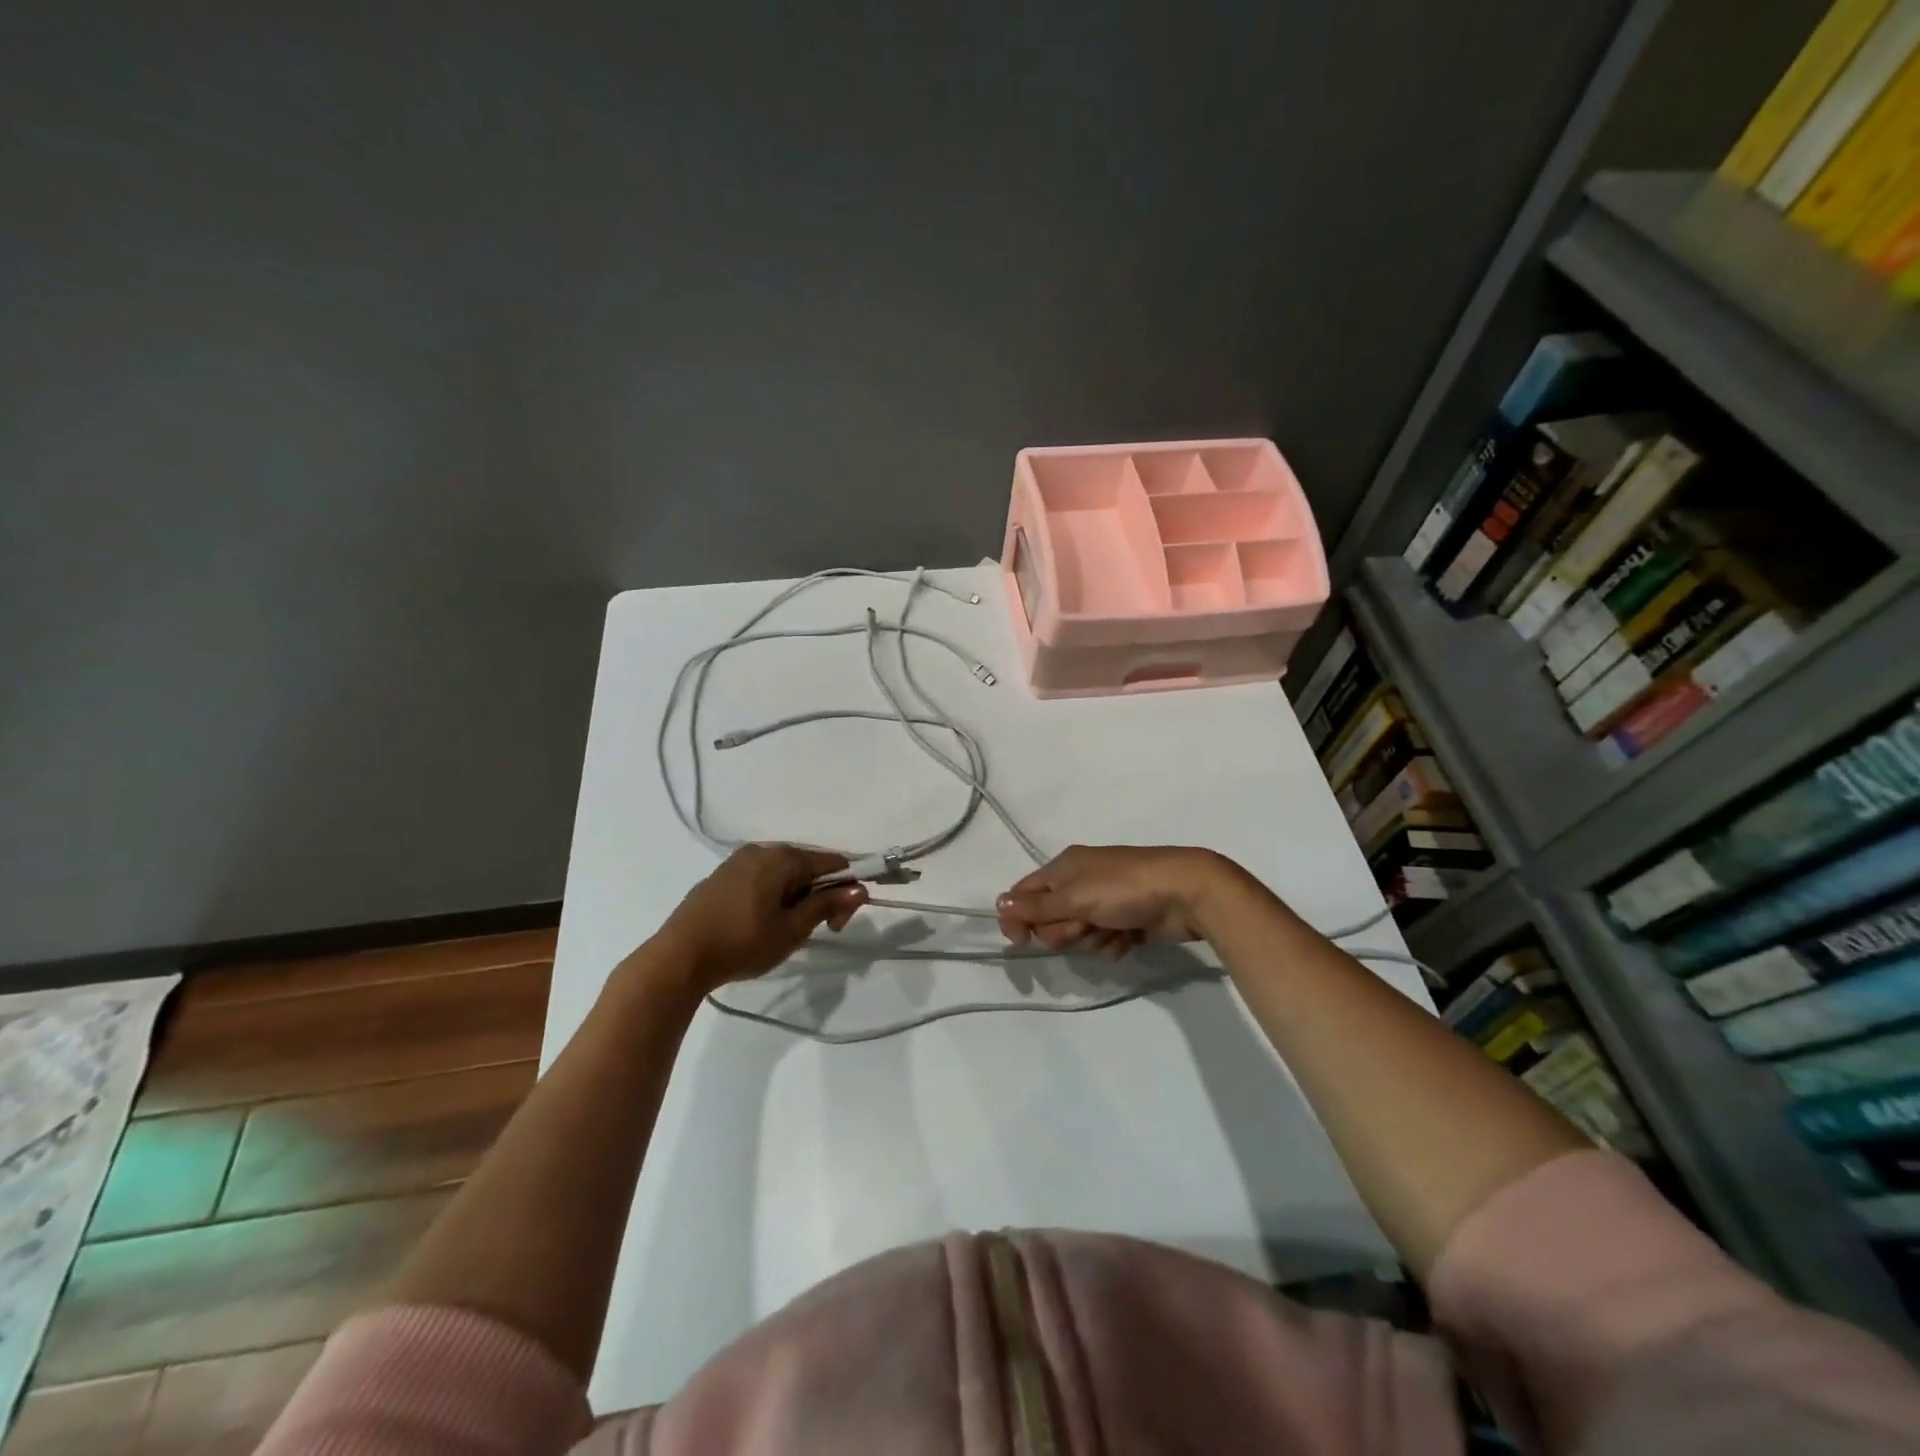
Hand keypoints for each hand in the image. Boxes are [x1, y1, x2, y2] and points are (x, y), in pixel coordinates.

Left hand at [654, 845, 866, 992]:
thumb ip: (827, 905)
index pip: (832, 862)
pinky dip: (771, 895)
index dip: (845, 889)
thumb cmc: (742, 942)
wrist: (679, 957)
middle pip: (807, 865)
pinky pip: (760, 878)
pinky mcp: (721, 876)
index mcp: (783, 858)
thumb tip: (860, 889)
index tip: (837, 923)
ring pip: (782, 873)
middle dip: (819, 894)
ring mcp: (738, 861)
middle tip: (814, 931)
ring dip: (795, 896)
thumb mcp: (792, 929)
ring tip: (785, 930)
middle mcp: (762, 850)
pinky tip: (760, 922)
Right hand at [995, 845, 1233, 958]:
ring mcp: (1105, 902)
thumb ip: (1037, 906)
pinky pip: (1104, 942)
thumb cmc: (1124, 889)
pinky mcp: (1126, 922)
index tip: (1021, 942)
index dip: (1018, 918)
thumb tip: (999, 905)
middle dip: (1064, 930)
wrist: (1186, 893)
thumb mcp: (1076, 897)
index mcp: (1064, 868)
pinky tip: (1128, 939)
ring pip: (1078, 934)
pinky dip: (1113, 944)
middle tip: (1084, 926)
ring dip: (1091, 938)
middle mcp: (1081, 883)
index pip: (1024, 894)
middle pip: (1051, 919)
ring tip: (1112, 930)